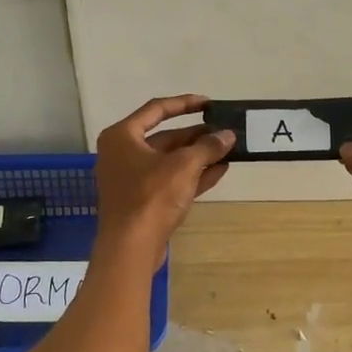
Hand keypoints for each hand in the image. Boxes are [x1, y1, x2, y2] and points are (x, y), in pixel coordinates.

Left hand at [93, 95, 233, 264]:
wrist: (131, 247)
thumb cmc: (151, 196)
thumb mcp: (184, 166)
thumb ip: (207, 147)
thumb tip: (228, 135)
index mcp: (122, 136)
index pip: (156, 109)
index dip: (184, 104)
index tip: (209, 104)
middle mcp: (122, 153)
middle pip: (164, 137)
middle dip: (196, 136)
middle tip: (224, 132)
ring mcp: (131, 179)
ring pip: (169, 160)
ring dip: (198, 156)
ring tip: (227, 150)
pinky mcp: (142, 201)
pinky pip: (170, 180)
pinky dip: (193, 175)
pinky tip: (220, 171)